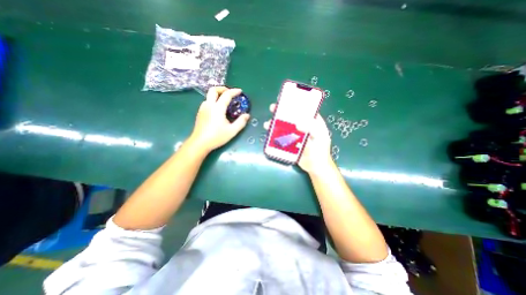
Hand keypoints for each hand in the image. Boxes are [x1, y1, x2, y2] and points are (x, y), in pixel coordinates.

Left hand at [189, 87, 249, 151]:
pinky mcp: (200, 113)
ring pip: (209, 95)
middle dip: (223, 88)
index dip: (234, 91)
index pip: (226, 94)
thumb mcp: (232, 131)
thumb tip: (247, 115)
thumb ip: (241, 122)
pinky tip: (218, 109)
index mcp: (218, 108)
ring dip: (217, 95)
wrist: (200, 143)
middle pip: (213, 90)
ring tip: (225, 101)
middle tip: (230, 93)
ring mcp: (203, 108)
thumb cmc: (217, 137)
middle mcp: (209, 105)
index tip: (240, 91)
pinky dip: (213, 100)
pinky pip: (207, 101)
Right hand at [262, 104, 331, 175]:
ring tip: (268, 123)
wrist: (315, 167)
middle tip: (273, 108)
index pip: (304, 109)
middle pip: (291, 116)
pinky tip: (269, 134)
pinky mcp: (290, 142)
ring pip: (284, 126)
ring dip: (275, 123)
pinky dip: (275, 134)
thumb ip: (312, 129)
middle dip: (282, 112)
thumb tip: (297, 123)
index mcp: (313, 122)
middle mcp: (303, 126)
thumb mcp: (320, 138)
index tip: (286, 99)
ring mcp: (296, 134)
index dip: (296, 103)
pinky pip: (282, 136)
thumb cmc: (320, 152)